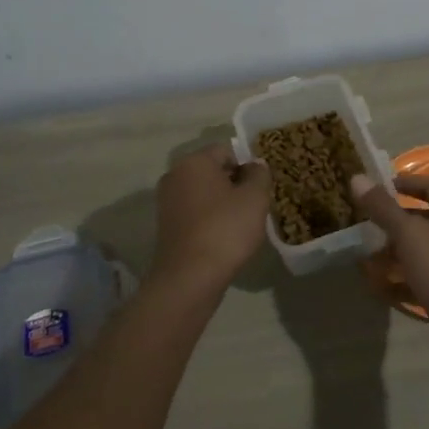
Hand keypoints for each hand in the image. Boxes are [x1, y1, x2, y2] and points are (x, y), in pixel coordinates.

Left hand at [152, 143, 271, 293]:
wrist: (189, 278)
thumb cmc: (225, 229)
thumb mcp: (255, 198)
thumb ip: (259, 174)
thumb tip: (255, 165)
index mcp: (194, 162)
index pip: (227, 150)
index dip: (249, 164)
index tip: (262, 185)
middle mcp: (175, 175)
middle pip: (213, 170)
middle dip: (235, 183)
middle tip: (256, 204)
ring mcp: (167, 202)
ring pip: (204, 192)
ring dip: (223, 202)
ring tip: (242, 223)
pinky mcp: (166, 226)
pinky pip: (195, 212)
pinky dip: (210, 218)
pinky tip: (224, 236)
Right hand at [352, 173, 428, 375]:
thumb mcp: (409, 234)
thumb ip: (382, 207)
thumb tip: (358, 177)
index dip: (406, 183)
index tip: (378, 187)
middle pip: (423, 221)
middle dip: (392, 224)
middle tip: (364, 227)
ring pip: (419, 253)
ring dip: (392, 255)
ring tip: (365, 261)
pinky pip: (420, 281)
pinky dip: (400, 282)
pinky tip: (378, 289)